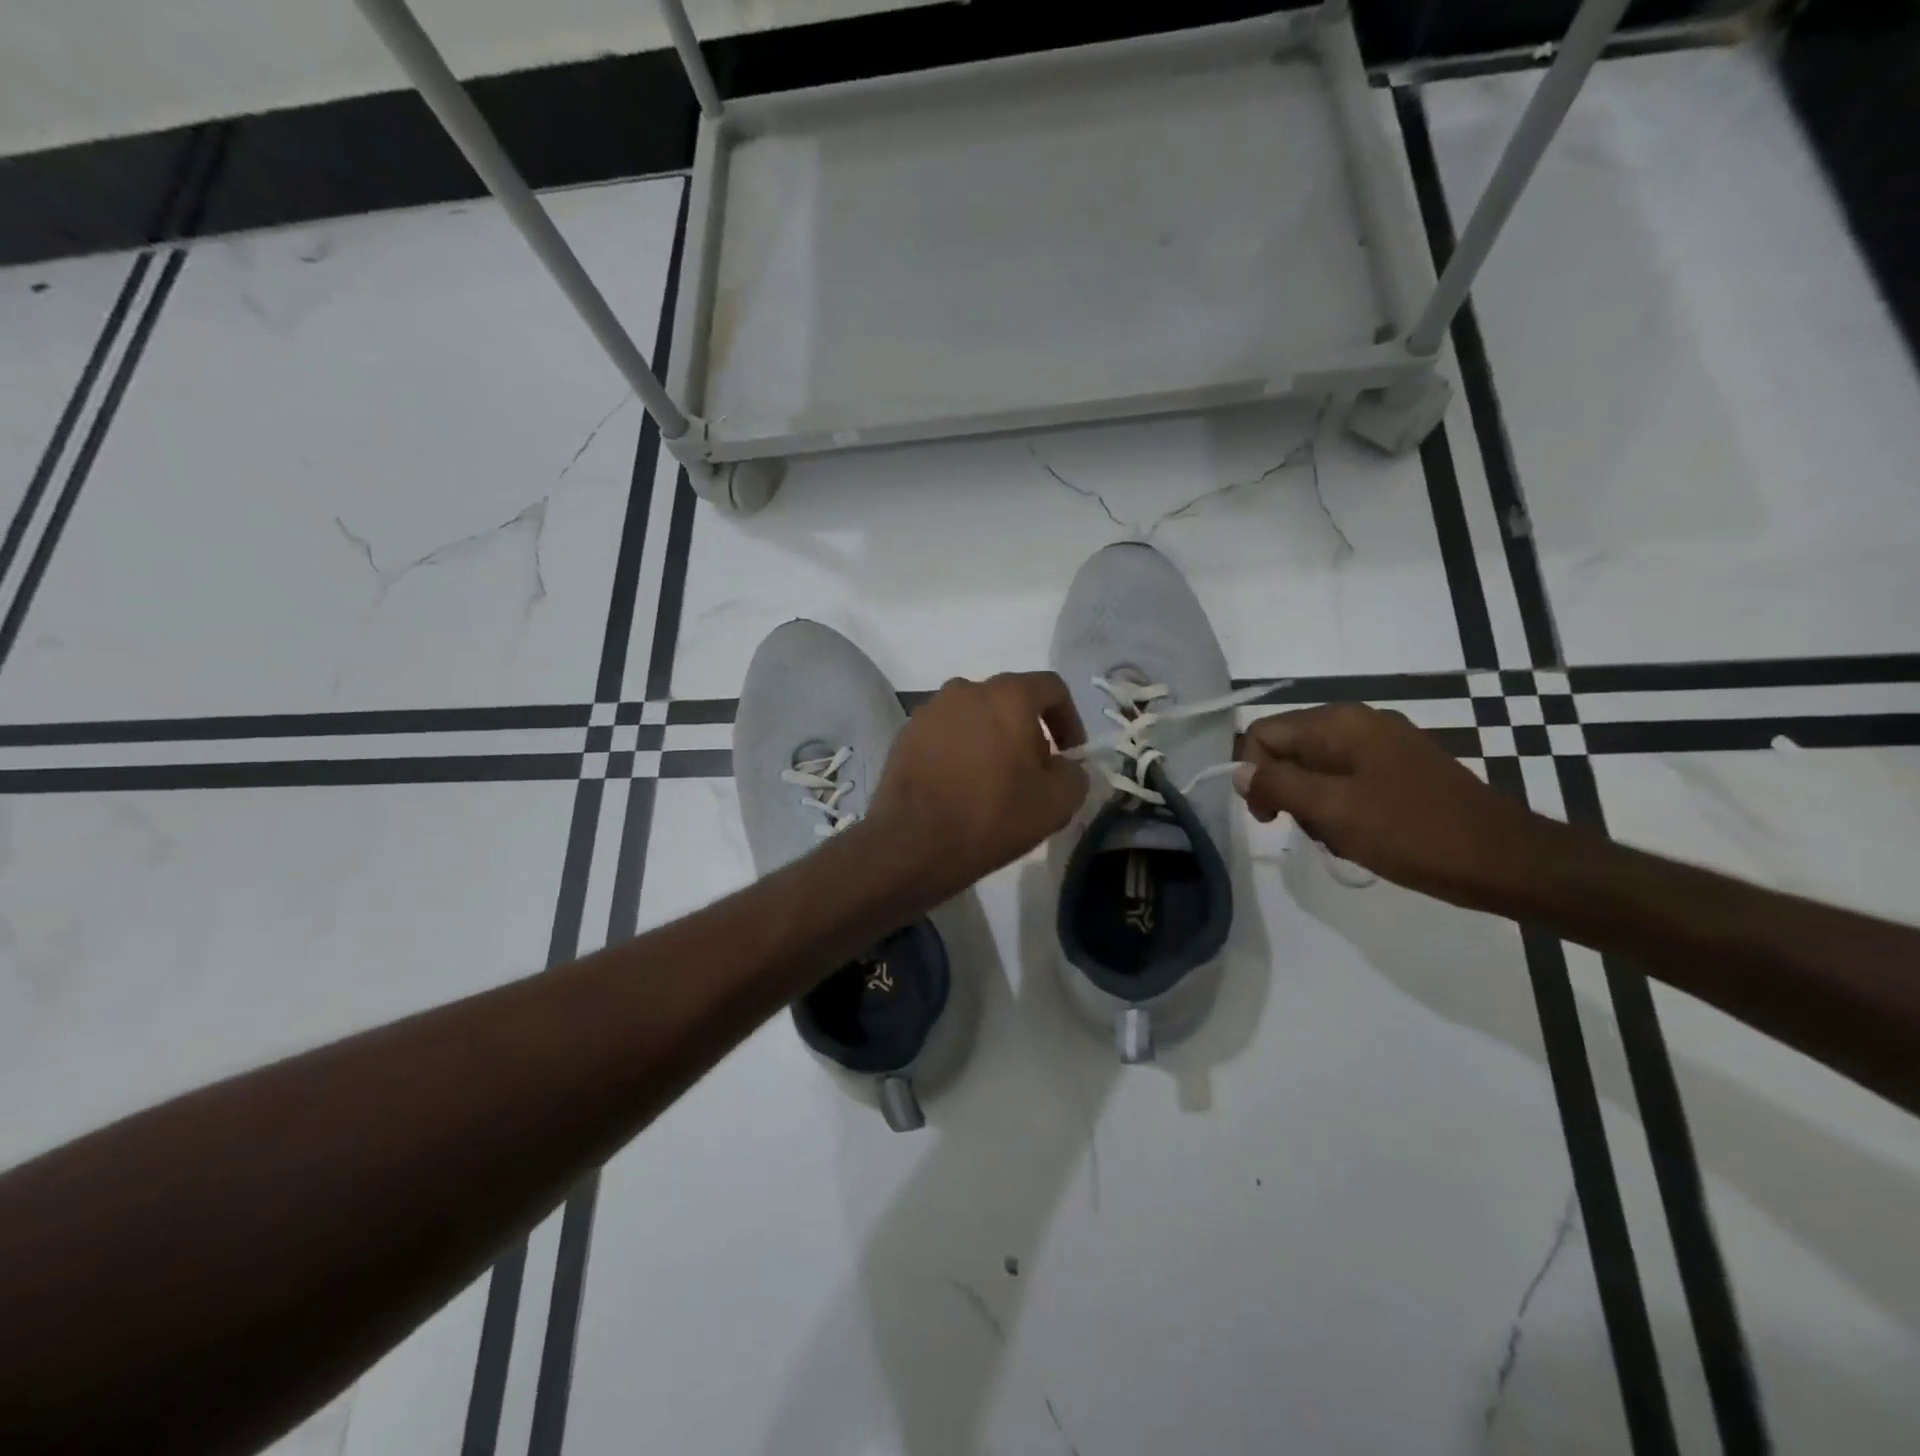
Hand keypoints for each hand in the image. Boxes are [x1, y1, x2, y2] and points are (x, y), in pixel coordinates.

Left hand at [866, 672, 1088, 900]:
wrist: (912, 843)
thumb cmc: (992, 816)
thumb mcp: (1057, 803)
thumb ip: (1074, 774)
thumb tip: (1064, 766)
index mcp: (1007, 696)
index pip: (1051, 687)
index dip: (1069, 718)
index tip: (1069, 753)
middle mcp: (966, 690)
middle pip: (1009, 700)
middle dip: (1028, 731)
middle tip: (1033, 771)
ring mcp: (930, 710)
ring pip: (974, 716)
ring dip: (992, 739)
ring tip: (994, 780)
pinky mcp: (905, 734)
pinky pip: (945, 733)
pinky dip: (960, 750)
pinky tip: (960, 785)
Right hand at [1233, 703, 1541, 903]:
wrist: (1507, 861)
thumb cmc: (1412, 833)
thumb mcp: (1332, 810)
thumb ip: (1277, 785)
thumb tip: (1239, 772)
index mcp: (1340, 723)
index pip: (1264, 733)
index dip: (1255, 774)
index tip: (1270, 818)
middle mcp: (1359, 722)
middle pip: (1289, 749)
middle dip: (1288, 792)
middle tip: (1314, 831)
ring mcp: (1384, 744)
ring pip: (1317, 769)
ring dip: (1315, 806)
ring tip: (1342, 838)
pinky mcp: (1402, 769)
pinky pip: (1347, 780)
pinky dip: (1341, 808)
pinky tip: (1362, 836)